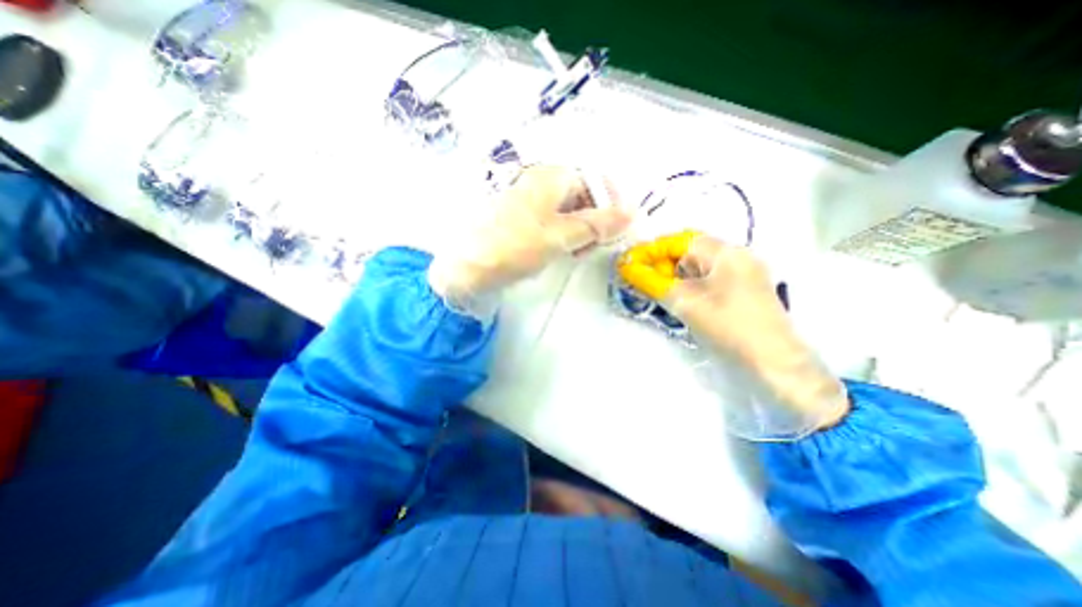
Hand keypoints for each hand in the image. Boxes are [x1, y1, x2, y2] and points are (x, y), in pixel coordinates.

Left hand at [431, 167, 634, 317]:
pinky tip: (560, 250)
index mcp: (552, 176)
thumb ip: (597, 224)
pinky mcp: (523, 219)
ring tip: (575, 252)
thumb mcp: (561, 235)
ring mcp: (531, 200)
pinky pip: (554, 221)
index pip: (596, 182)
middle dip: (595, 221)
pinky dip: (564, 235)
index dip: (610, 206)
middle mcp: (542, 182)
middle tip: (591, 247)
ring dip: (580, 230)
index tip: (615, 232)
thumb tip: (632, 212)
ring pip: (570, 211)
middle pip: (583, 196)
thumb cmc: (515, 246)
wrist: (466, 265)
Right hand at [612, 232, 848, 436]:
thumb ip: (652, 282)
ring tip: (660, 292)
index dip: (651, 251)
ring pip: (699, 267)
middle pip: (690, 252)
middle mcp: (737, 256)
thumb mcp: (684, 302)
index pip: (679, 241)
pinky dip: (690, 285)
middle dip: (662, 265)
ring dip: (675, 276)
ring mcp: (744, 273)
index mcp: (725, 252)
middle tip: (643, 281)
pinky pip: (710, 279)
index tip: (629, 264)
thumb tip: (626, 267)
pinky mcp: (745, 290)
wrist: (774, 363)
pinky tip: (682, 300)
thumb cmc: (727, 326)